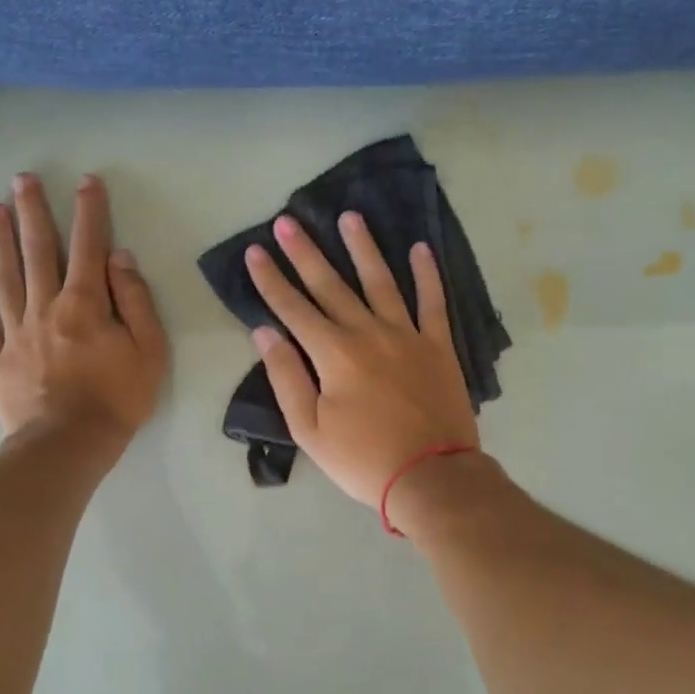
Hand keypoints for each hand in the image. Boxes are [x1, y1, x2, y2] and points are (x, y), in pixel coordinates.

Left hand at [0, 173, 168, 449]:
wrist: (69, 445)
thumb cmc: (118, 399)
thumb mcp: (149, 350)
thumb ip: (136, 300)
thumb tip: (119, 257)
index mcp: (85, 304)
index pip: (88, 247)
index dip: (89, 212)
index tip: (87, 182)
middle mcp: (46, 307)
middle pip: (38, 251)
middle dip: (33, 212)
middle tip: (23, 179)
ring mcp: (16, 332)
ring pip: (5, 277)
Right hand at [244, 212, 477, 507]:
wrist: (431, 476)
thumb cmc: (363, 459)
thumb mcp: (310, 429)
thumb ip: (287, 377)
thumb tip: (266, 333)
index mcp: (334, 354)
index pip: (294, 309)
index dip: (271, 280)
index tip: (256, 251)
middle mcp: (368, 333)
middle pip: (331, 285)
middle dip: (306, 253)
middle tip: (288, 221)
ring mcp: (407, 335)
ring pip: (381, 282)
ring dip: (363, 248)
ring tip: (350, 217)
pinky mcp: (438, 346)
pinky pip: (433, 302)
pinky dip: (428, 275)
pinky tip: (421, 249)